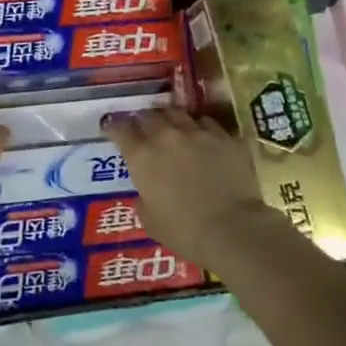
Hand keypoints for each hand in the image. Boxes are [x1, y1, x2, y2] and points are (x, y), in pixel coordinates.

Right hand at [102, 108, 271, 275]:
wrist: (232, 230)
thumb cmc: (183, 231)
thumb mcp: (149, 220)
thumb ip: (143, 197)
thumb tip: (147, 190)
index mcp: (141, 155)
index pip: (120, 128)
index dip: (114, 127)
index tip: (113, 129)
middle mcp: (167, 136)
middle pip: (149, 115)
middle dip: (143, 120)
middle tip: (144, 130)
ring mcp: (199, 133)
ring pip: (179, 113)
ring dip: (171, 120)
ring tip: (174, 129)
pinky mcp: (226, 138)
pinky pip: (208, 124)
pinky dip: (201, 129)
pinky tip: (204, 140)